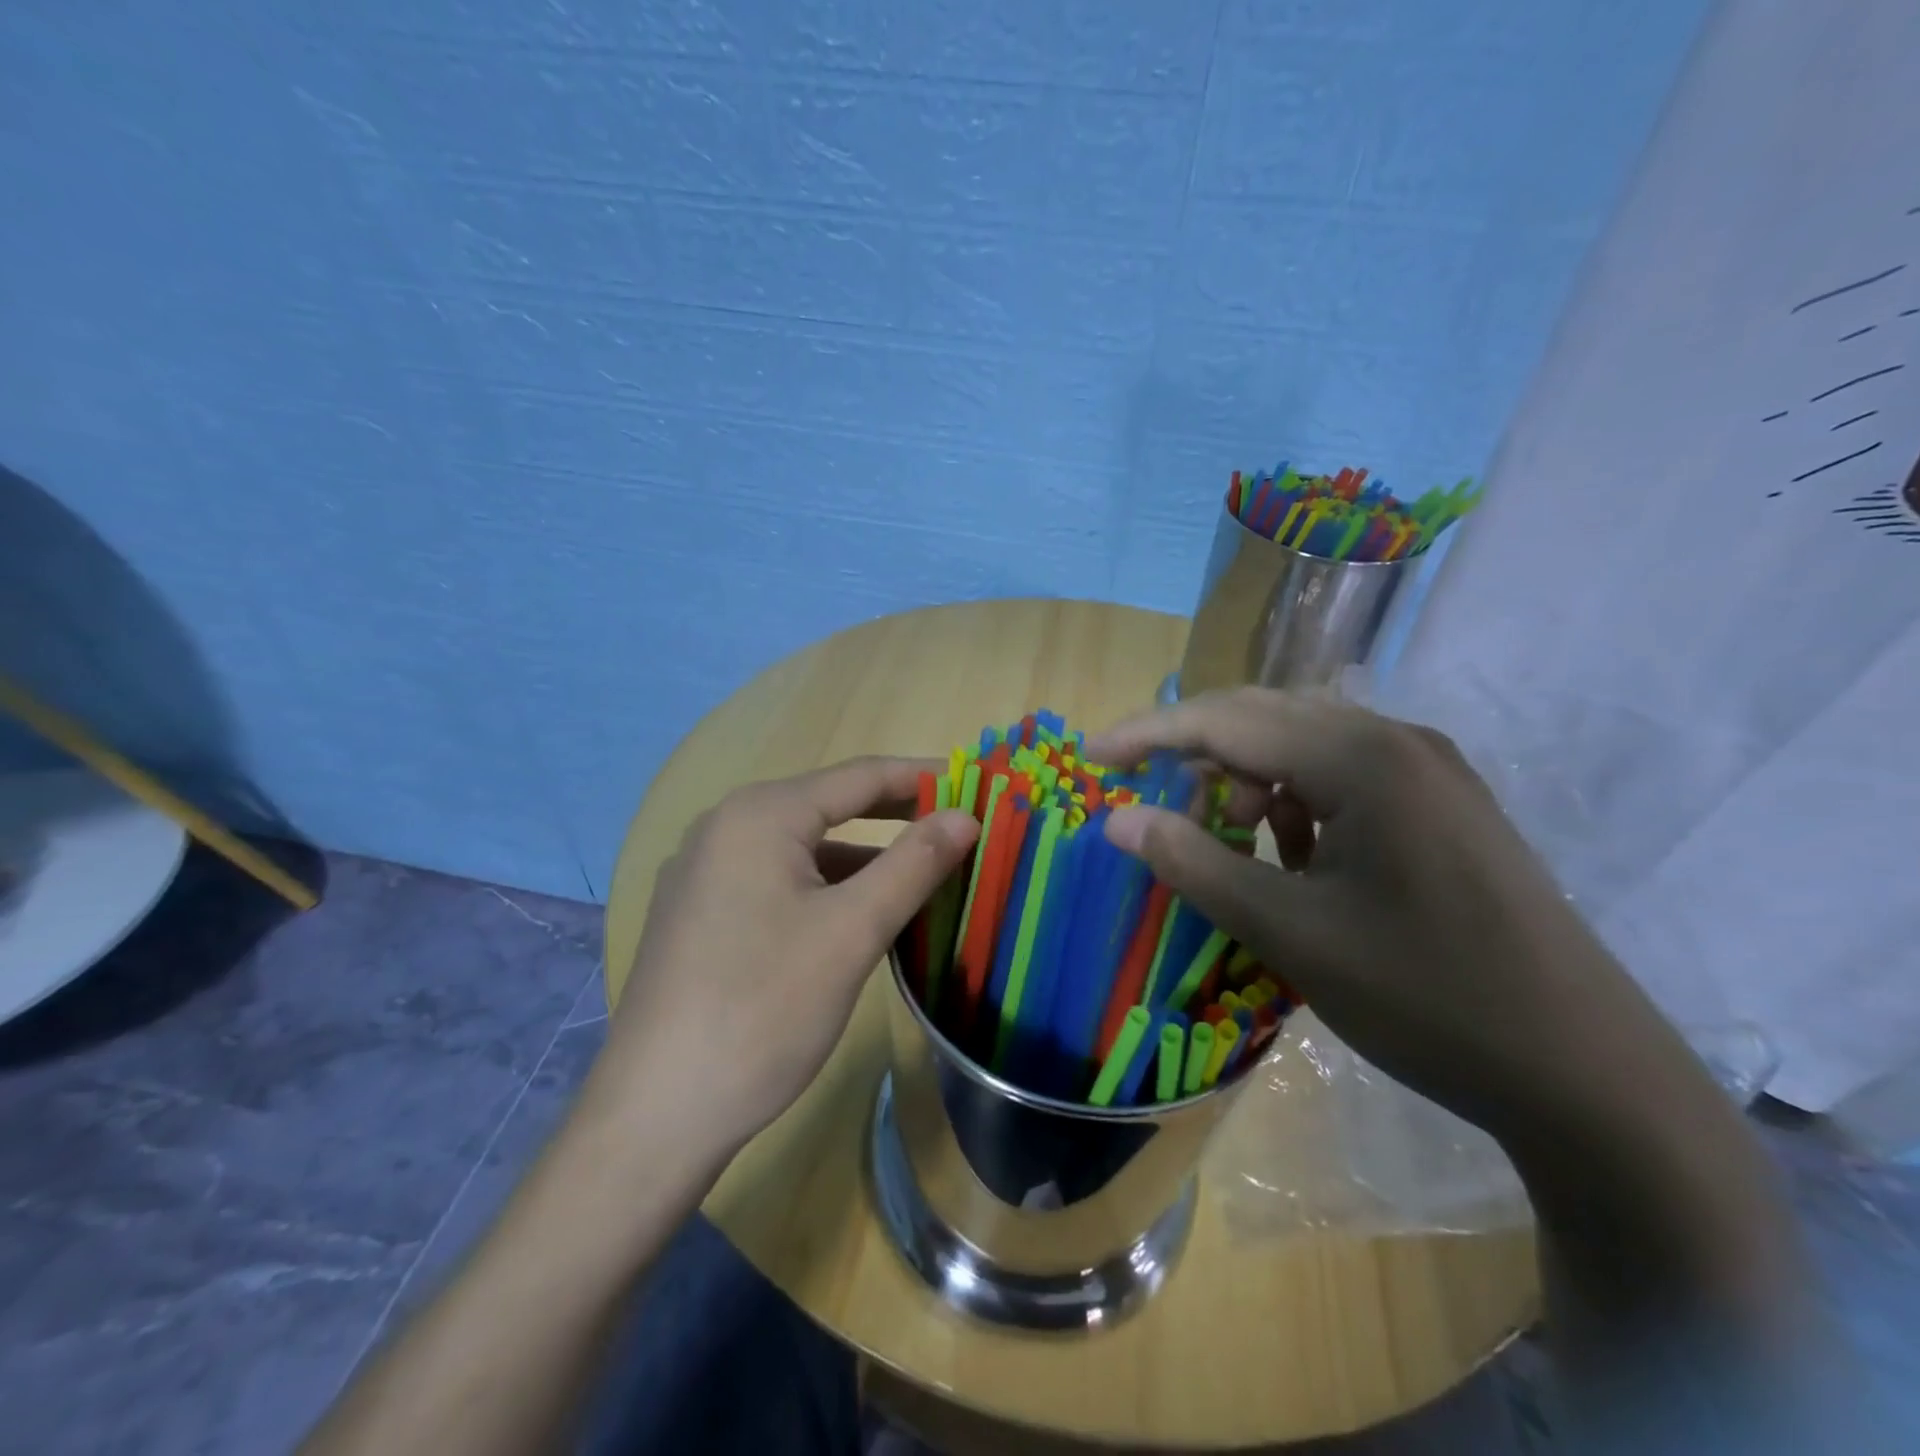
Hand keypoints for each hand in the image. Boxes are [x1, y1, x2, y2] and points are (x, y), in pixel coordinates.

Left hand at [590, 758, 979, 1158]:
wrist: (657, 1113)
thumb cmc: (764, 1009)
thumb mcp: (853, 931)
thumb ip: (914, 863)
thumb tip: (966, 815)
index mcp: (761, 815)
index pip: (860, 776)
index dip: (923, 777)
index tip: (977, 787)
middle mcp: (726, 826)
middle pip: (829, 805)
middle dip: (896, 815)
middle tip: (958, 827)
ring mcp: (705, 871)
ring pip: (804, 848)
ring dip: (863, 858)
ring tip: (919, 876)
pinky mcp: (700, 912)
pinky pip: (778, 878)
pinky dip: (826, 886)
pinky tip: (856, 916)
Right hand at [1087, 689, 1699, 1141]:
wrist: (1586, 1074)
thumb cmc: (1427, 998)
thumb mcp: (1291, 932)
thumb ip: (1194, 864)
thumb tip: (1117, 819)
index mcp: (1363, 759)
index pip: (1228, 720)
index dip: (1150, 735)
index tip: (1091, 755)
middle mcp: (1397, 741)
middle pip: (1264, 718)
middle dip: (1194, 752)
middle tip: (1145, 797)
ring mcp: (1428, 771)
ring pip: (1302, 744)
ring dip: (1245, 777)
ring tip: (1224, 838)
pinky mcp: (1441, 805)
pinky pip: (1341, 776)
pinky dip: (1293, 800)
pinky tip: (1290, 850)